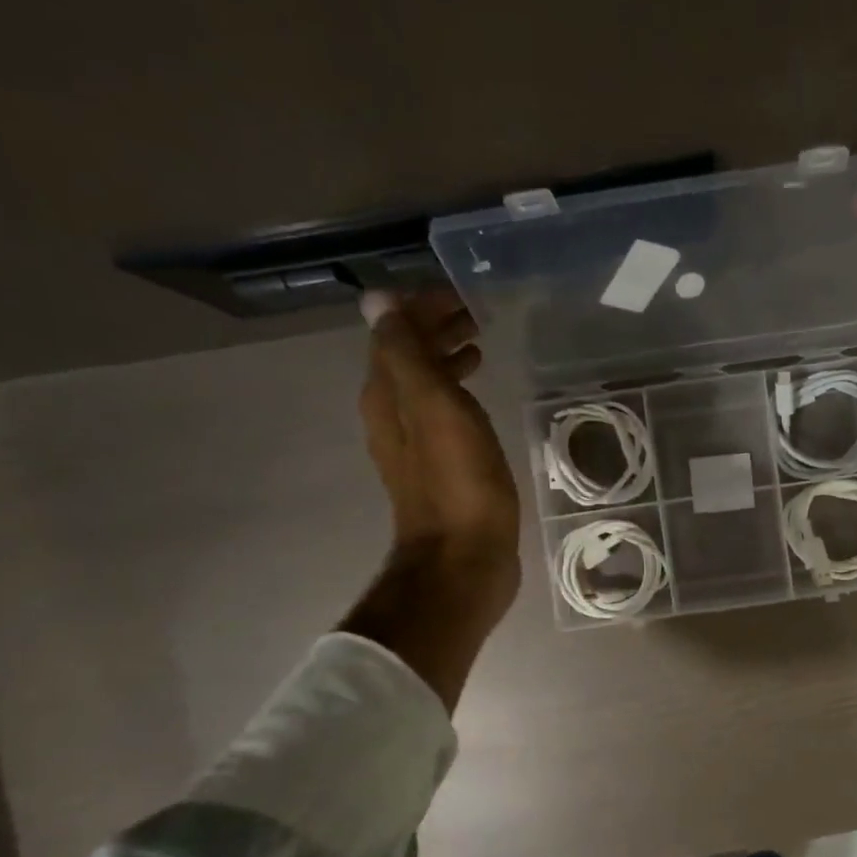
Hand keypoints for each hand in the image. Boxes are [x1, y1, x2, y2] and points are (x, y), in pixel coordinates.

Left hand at [357, 286, 520, 621]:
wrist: (464, 560)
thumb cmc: (459, 483)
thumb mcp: (434, 408)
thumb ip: (407, 353)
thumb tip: (376, 299)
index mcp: (387, 397)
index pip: (393, 334)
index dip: (421, 308)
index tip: (461, 296)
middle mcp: (392, 417)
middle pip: (406, 358)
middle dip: (436, 330)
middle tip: (476, 317)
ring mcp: (415, 446)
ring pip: (425, 386)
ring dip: (447, 361)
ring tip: (480, 348)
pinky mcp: (440, 470)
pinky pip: (442, 414)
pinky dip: (457, 394)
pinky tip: (478, 400)